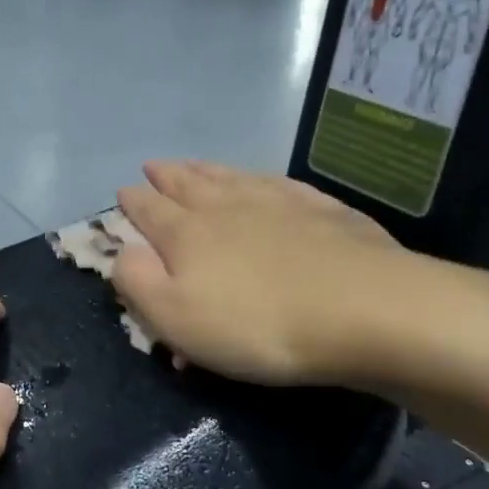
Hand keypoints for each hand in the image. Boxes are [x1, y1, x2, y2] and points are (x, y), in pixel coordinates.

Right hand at [111, 160, 488, 389]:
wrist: (365, 311)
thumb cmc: (257, 324)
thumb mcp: (176, 318)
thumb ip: (137, 283)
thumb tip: (122, 253)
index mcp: (187, 233)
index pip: (150, 210)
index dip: (133, 202)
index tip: (123, 191)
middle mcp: (227, 206)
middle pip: (188, 184)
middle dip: (166, 176)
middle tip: (152, 166)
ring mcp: (278, 202)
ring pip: (230, 177)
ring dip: (206, 169)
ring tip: (192, 163)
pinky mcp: (323, 210)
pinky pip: (279, 183)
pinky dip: (260, 178)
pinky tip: (262, 179)